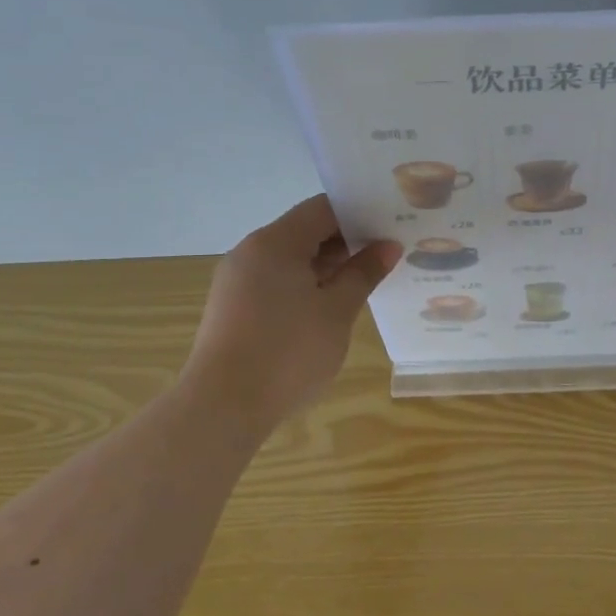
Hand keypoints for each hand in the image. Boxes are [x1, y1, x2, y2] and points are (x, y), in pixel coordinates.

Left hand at [186, 196, 398, 429]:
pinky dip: (306, 286)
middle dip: (346, 242)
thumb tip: (388, 246)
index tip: (391, 226)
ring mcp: (238, 281)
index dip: (359, 213)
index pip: (322, 209)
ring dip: (327, 267)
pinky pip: (276, 283)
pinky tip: (331, 307)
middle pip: (305, 232)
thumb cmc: (289, 352)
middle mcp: (251, 252)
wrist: (223, 407)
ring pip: (291, 260)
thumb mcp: (337, 311)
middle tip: (388, 254)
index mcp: (275, 242)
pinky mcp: (234, 309)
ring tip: (366, 281)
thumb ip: (363, 273)